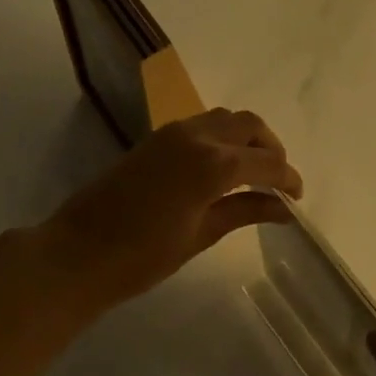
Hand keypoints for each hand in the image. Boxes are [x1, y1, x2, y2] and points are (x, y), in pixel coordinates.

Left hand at [38, 109, 302, 313]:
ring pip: (225, 118)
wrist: (78, 253)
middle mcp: (197, 136)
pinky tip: (223, 168)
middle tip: (278, 180)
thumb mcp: (201, 235)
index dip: (288, 178)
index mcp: (213, 164)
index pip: (267, 161)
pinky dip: (222, 137)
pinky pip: (201, 125)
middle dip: (271, 148)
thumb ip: (245, 212)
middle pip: (249, 125)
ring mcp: (173, 133)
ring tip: (253, 172)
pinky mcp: (156, 138)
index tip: (297, 197)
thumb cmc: (143, 256)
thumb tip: (283, 208)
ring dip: (246, 138)